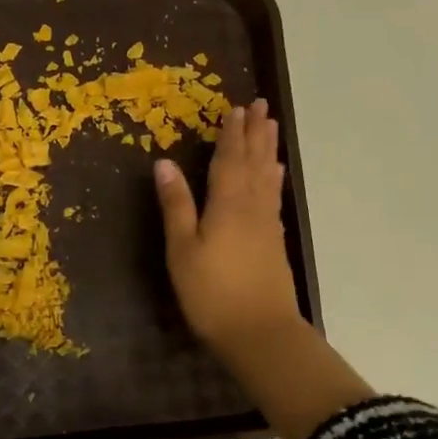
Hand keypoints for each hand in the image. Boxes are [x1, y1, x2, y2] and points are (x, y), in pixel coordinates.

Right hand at [155, 99, 375, 438]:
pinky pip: (273, 196)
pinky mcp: (273, 241)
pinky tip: (274, 175)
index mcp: (227, 203)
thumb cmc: (211, 292)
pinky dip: (273, 178)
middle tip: (261, 105)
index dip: (231, 133)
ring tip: (271, 127)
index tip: (235, 108)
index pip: (229, 159)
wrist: (259, 332)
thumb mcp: (182, 249)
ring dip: (267, 149)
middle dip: (255, 133)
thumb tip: (163, 163)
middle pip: (254, 161)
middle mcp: (251, 206)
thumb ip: (176, 205)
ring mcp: (266, 224)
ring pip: (267, 176)